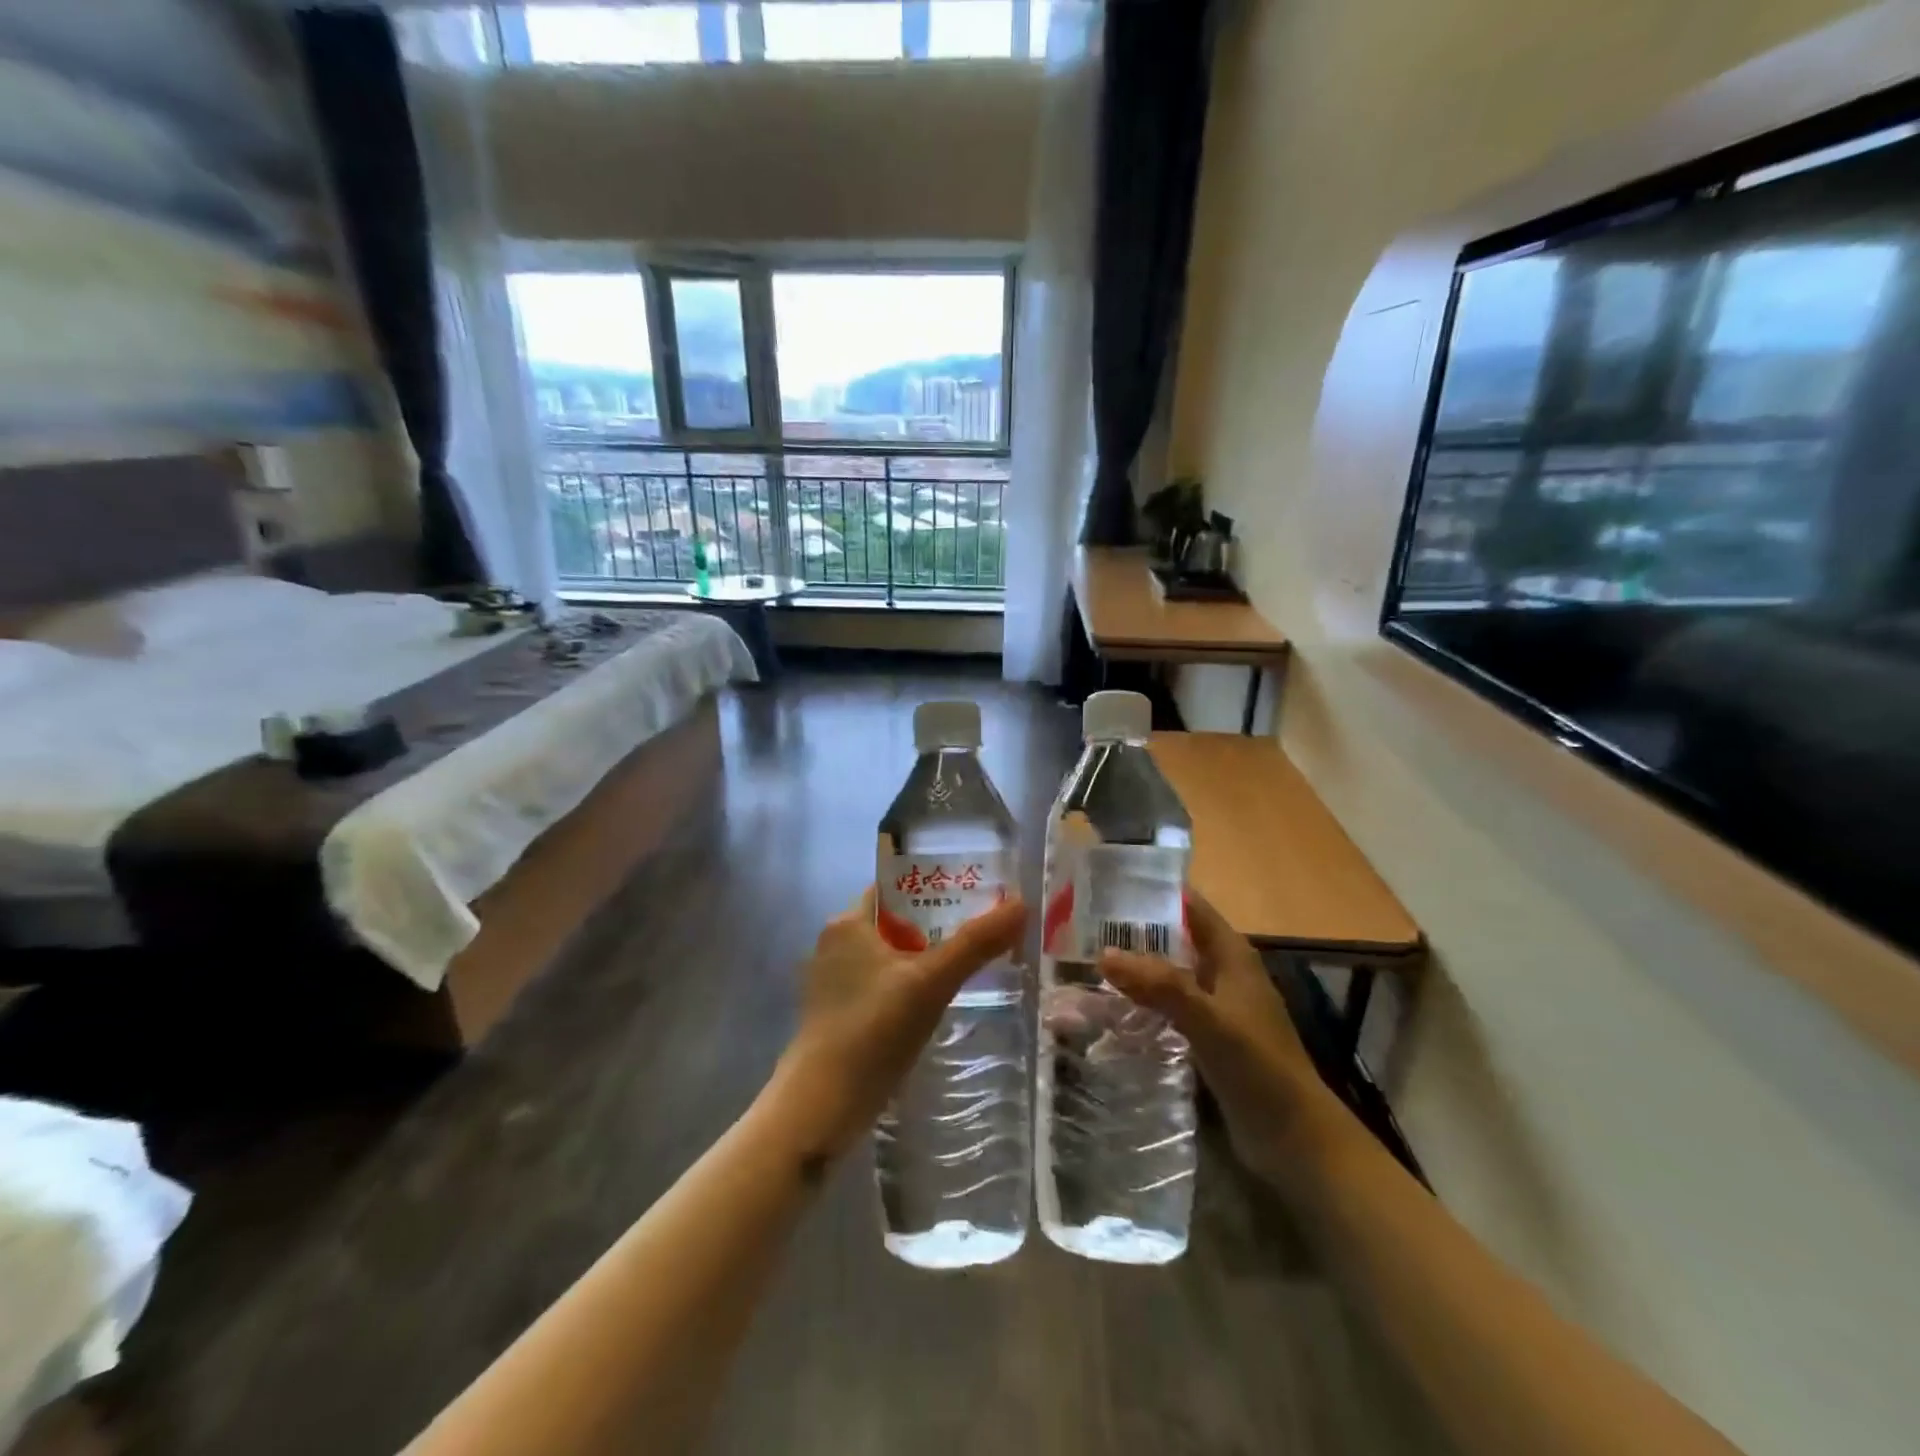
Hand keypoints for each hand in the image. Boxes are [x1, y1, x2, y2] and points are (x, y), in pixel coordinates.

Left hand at [773, 887, 1027, 1159]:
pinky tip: (937, 1003)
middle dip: (937, 925)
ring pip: (890, 957)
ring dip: (925, 958)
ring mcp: (834, 982)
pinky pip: (882, 986)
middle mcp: (835, 944)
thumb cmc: (872, 1030)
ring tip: (971, 964)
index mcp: (847, 922)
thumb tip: (1021, 904)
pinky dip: (909, 987)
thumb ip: (976, 943)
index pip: (895, 887)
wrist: (820, 1109)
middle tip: (984, 930)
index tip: (975, 893)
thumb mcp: (931, 982)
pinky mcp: (839, 1015)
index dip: (934, 885)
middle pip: (896, 922)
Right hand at [1099, 893, 1345, 1191]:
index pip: (1189, 905)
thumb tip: (1104, 954)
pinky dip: (1142, 1001)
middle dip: (1134, 931)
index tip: (1105, 885)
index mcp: (1231, 954)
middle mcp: (1223, 972)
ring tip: (1085, 962)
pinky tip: (1111, 1008)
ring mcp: (1216, 1005)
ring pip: (1168, 973)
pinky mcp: (1207, 1036)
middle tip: (1081, 926)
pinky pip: (1168, 1006)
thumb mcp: (1209, 1019)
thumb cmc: (1258, 1066)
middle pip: (1174, 937)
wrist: (1294, 1137)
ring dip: (1135, 967)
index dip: (1153, 891)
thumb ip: (1160, 985)